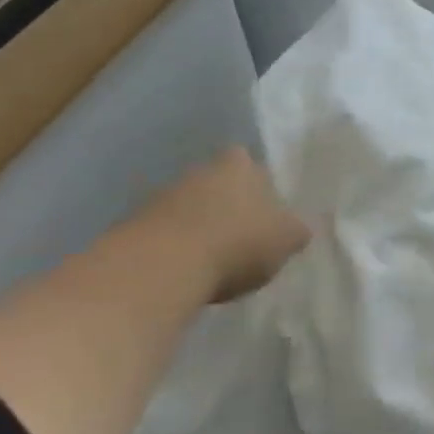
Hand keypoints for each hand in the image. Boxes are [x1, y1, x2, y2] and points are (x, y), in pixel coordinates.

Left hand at [132, 147, 310, 303]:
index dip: (258, 186)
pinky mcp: (137, 223)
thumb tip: (297, 229)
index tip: (264, 213)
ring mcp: (164, 194)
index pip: (250, 163)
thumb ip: (294, 231)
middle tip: (242, 236)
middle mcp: (201, 169)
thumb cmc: (238, 242)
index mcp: (239, 164)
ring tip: (214, 260)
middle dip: (228, 204)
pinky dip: (177, 246)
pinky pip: (167, 231)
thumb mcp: (286, 240)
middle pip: (218, 183)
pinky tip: (188, 271)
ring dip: (200, 226)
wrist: (164, 265)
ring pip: (191, 206)